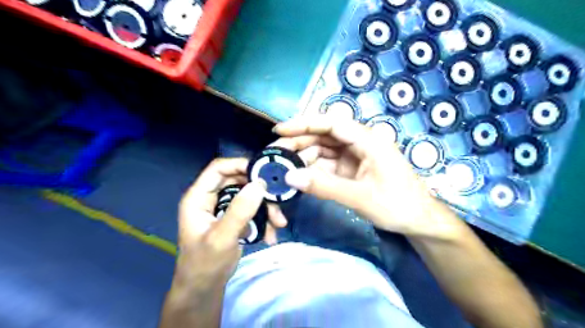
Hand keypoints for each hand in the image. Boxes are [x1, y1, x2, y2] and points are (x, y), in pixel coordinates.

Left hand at [160, 158, 279, 326]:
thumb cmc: (205, 265)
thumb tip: (259, 184)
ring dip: (266, 207)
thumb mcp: (222, 238)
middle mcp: (211, 198)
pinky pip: (252, 209)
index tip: (263, 174)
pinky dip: (264, 219)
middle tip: (277, 202)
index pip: (218, 169)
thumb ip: (240, 210)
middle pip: (238, 181)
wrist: (204, 290)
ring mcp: (223, 208)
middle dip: (259, 192)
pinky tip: (271, 234)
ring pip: (249, 195)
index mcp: (198, 197)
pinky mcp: (234, 218)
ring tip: (279, 223)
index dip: (240, 165)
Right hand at [273, 118, 461, 240]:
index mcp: (368, 140)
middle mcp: (359, 143)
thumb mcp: (360, 197)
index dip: (304, 124)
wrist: (419, 221)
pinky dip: (312, 170)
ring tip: (283, 167)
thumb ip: (325, 187)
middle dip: (299, 142)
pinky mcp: (351, 170)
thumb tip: (290, 177)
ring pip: (323, 150)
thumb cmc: (398, 205)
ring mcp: (354, 157)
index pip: (331, 123)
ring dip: (303, 157)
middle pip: (323, 136)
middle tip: (275, 154)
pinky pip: (327, 165)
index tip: (279, 130)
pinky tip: (299, 176)